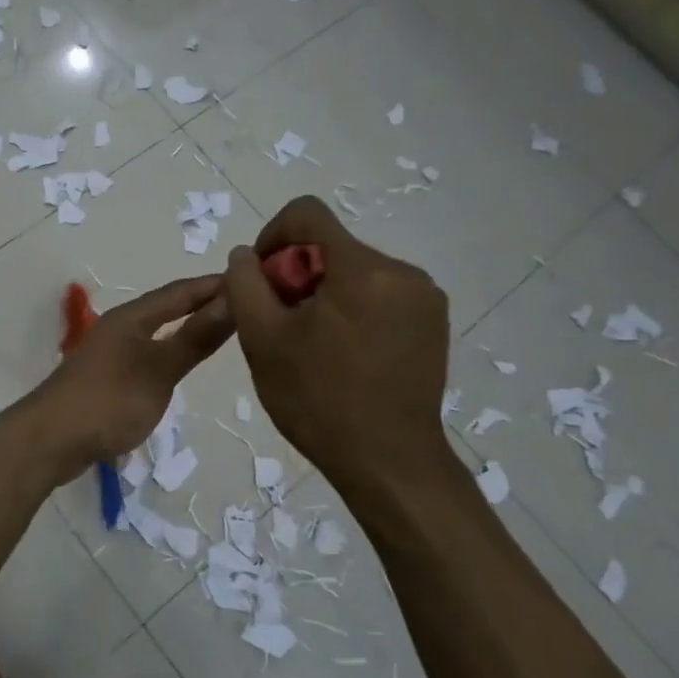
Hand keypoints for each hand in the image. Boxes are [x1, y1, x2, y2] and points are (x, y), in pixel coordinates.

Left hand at [28, 276, 233, 478]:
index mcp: (131, 317)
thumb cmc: (109, 400)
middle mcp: (119, 327)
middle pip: (167, 307)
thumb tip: (232, 300)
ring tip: (219, 330)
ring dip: (186, 326)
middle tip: (243, 303)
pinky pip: (147, 352)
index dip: (214, 284)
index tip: (251, 277)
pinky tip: (180, 364)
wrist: (51, 440)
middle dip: (202, 302)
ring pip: (156, 330)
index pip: (180, 292)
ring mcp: (110, 352)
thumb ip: (195, 338)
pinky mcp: (106, 377)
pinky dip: (170, 350)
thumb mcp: (159, 369)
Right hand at [224, 197, 451, 493]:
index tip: (261, 278)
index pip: (308, 214)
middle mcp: (403, 272)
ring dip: (324, 292)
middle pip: (332, 246)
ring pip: (355, 271)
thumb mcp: (262, 339)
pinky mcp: (433, 323)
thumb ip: (245, 284)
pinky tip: (342, 352)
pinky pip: (380, 294)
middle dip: (297, 273)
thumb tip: (247, 254)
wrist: (389, 463)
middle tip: (281, 323)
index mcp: (363, 269)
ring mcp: (424, 298)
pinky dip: (352, 308)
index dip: (272, 235)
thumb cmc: (319, 400)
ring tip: (310, 343)